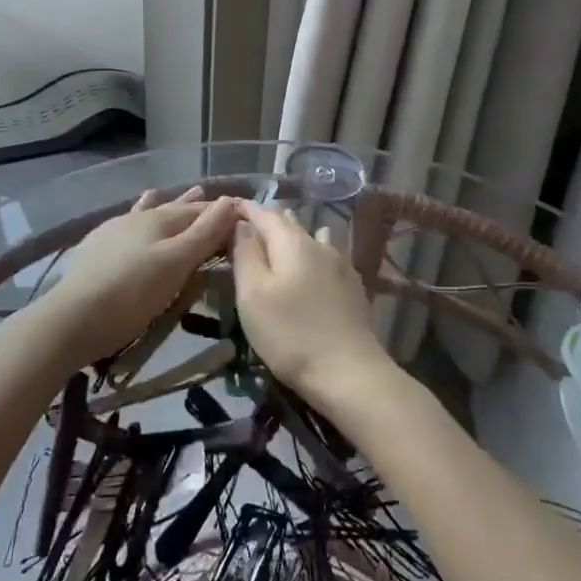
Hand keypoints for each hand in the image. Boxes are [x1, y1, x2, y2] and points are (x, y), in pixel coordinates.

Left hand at [30, 187, 238, 371]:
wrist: (71, 319)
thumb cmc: (132, 293)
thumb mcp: (176, 264)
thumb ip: (204, 233)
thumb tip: (230, 200)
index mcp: (160, 219)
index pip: (201, 211)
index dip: (222, 212)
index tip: (241, 212)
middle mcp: (138, 218)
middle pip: (174, 208)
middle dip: (195, 205)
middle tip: (211, 196)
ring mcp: (114, 231)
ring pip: (148, 212)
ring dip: (167, 205)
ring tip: (179, 194)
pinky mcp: (96, 248)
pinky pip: (128, 225)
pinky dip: (140, 216)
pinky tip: (133, 217)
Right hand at [232, 201, 396, 411]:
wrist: (349, 372)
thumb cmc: (290, 333)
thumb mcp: (253, 294)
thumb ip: (245, 254)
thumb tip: (242, 224)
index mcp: (291, 242)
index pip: (264, 214)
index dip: (245, 209)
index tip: (227, 208)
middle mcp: (318, 244)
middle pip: (289, 223)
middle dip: (267, 220)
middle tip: (246, 226)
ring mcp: (340, 264)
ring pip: (312, 237)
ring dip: (292, 235)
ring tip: (278, 239)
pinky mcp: (352, 286)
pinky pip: (328, 255)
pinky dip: (312, 252)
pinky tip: (315, 260)